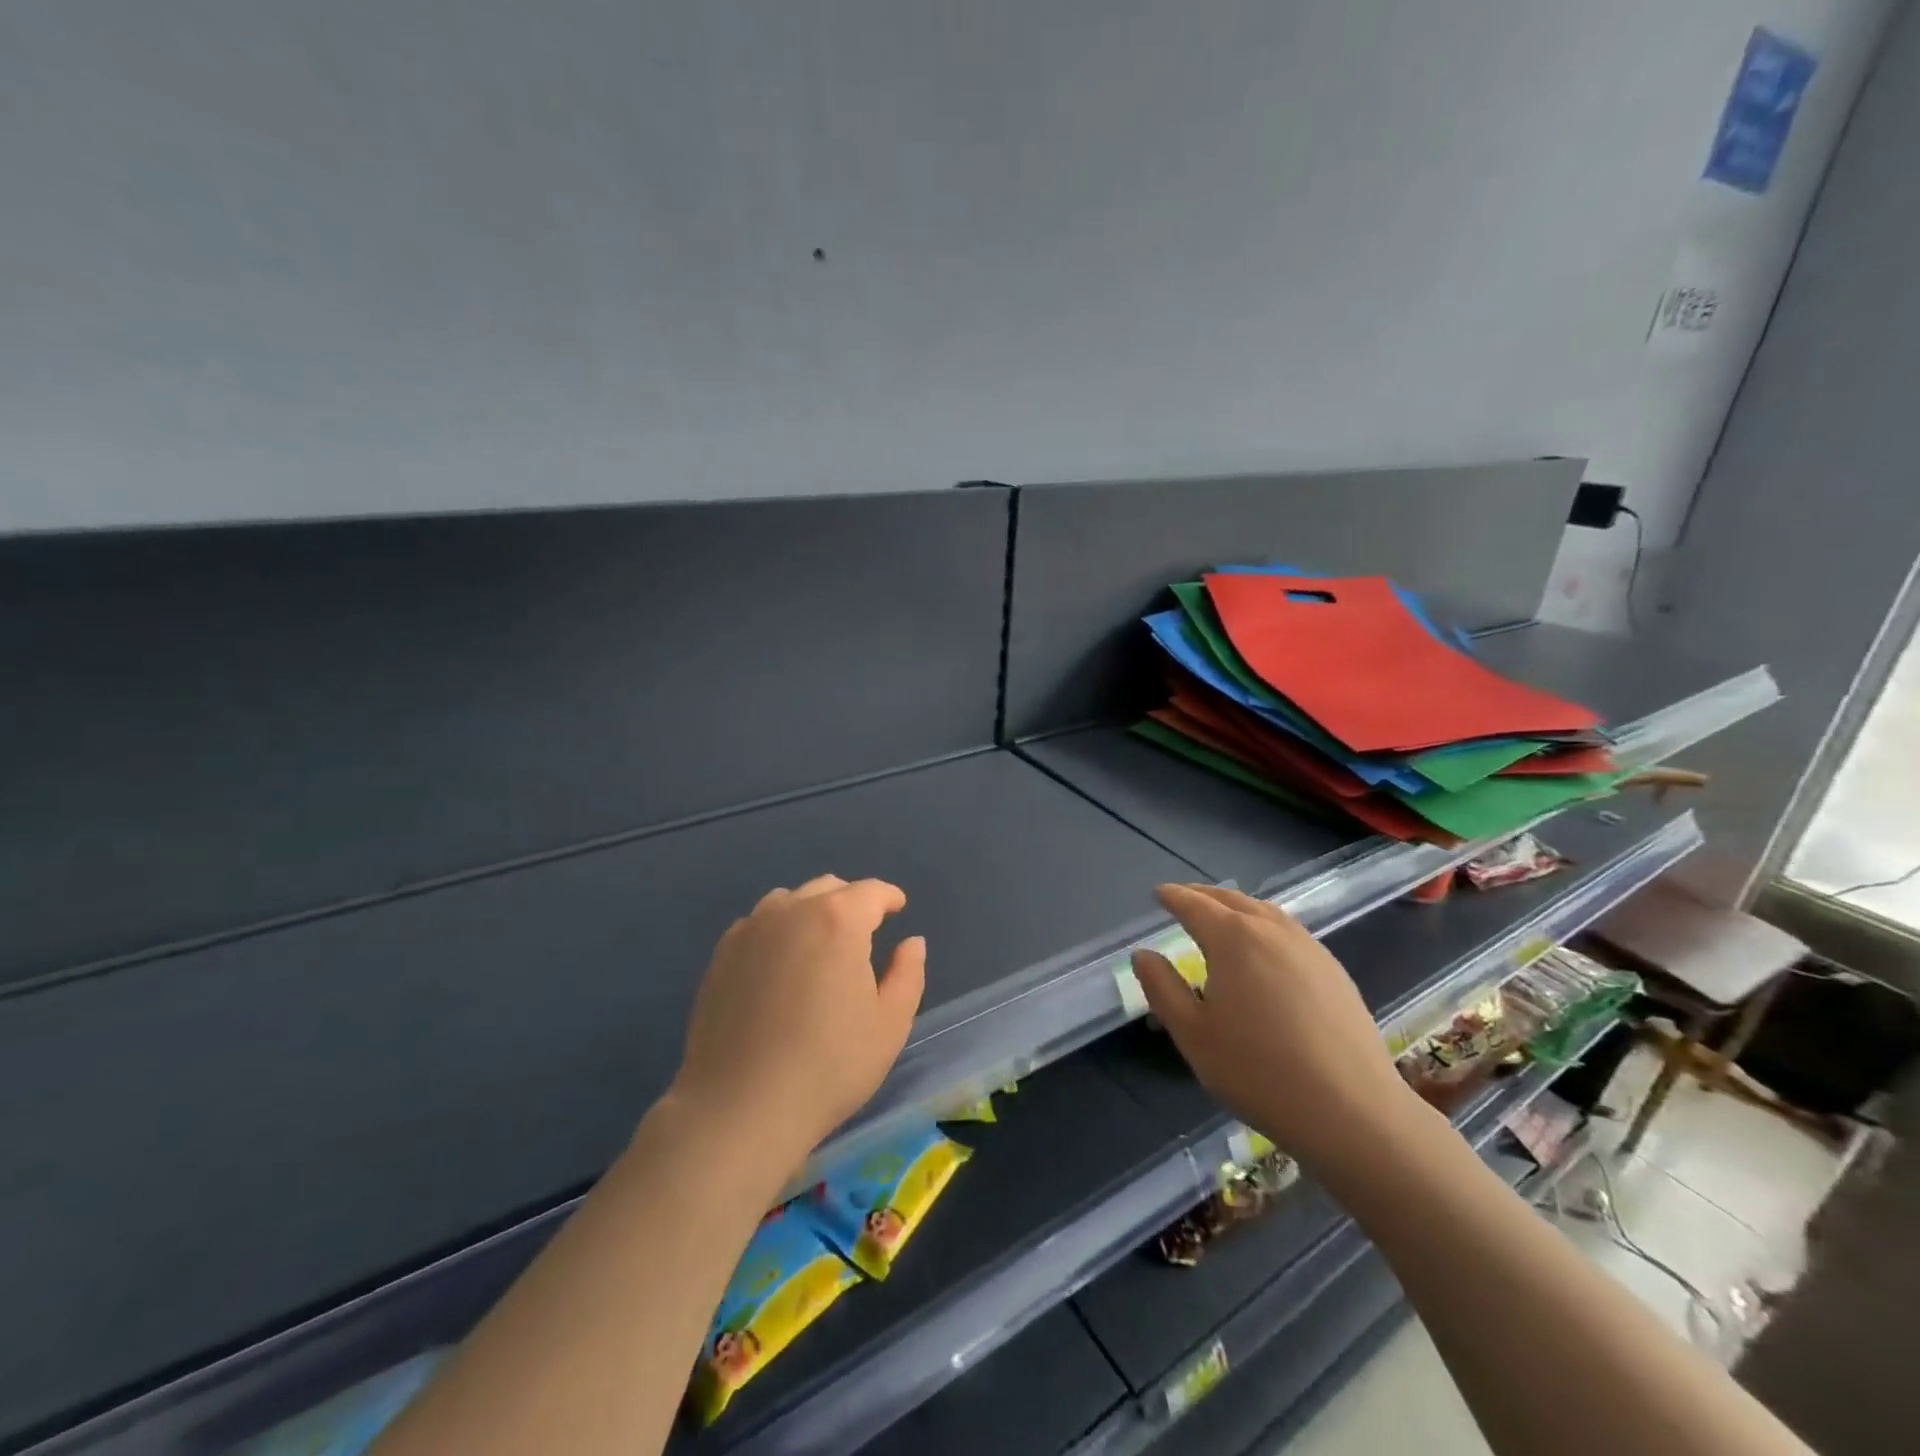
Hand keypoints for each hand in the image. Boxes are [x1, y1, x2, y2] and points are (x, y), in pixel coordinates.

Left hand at [669, 875, 925, 1164]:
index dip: (889, 897)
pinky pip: (758, 925)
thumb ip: (908, 974)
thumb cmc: (829, 1066)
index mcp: (838, 920)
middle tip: (864, 932)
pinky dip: (778, 931)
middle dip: (852, 902)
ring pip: (790, 901)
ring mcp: (750, 930)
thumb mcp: (889, 1024)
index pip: (871, 892)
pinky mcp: (721, 954)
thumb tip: (911, 942)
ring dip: (812, 912)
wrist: (740, 1107)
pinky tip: (780, 965)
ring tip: (820, 946)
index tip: (898, 908)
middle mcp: (792, 911)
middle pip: (829, 888)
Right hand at [1132, 884, 1425, 1172]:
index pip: (1194, 905)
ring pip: (1265, 911)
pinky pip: (1289, 931)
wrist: (1351, 1111)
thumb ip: (1163, 988)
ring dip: (1237, 906)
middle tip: (1184, 898)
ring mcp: (1309, 948)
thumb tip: (1143, 954)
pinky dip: (1265, 925)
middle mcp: (1271, 930)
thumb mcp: (1193, 1034)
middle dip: (1203, 895)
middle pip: (1231, 900)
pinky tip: (1264, 948)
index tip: (1158, 893)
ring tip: (1222, 916)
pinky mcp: (1334, 970)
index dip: (1173, 897)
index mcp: (1233, 938)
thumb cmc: (1258, 1071)